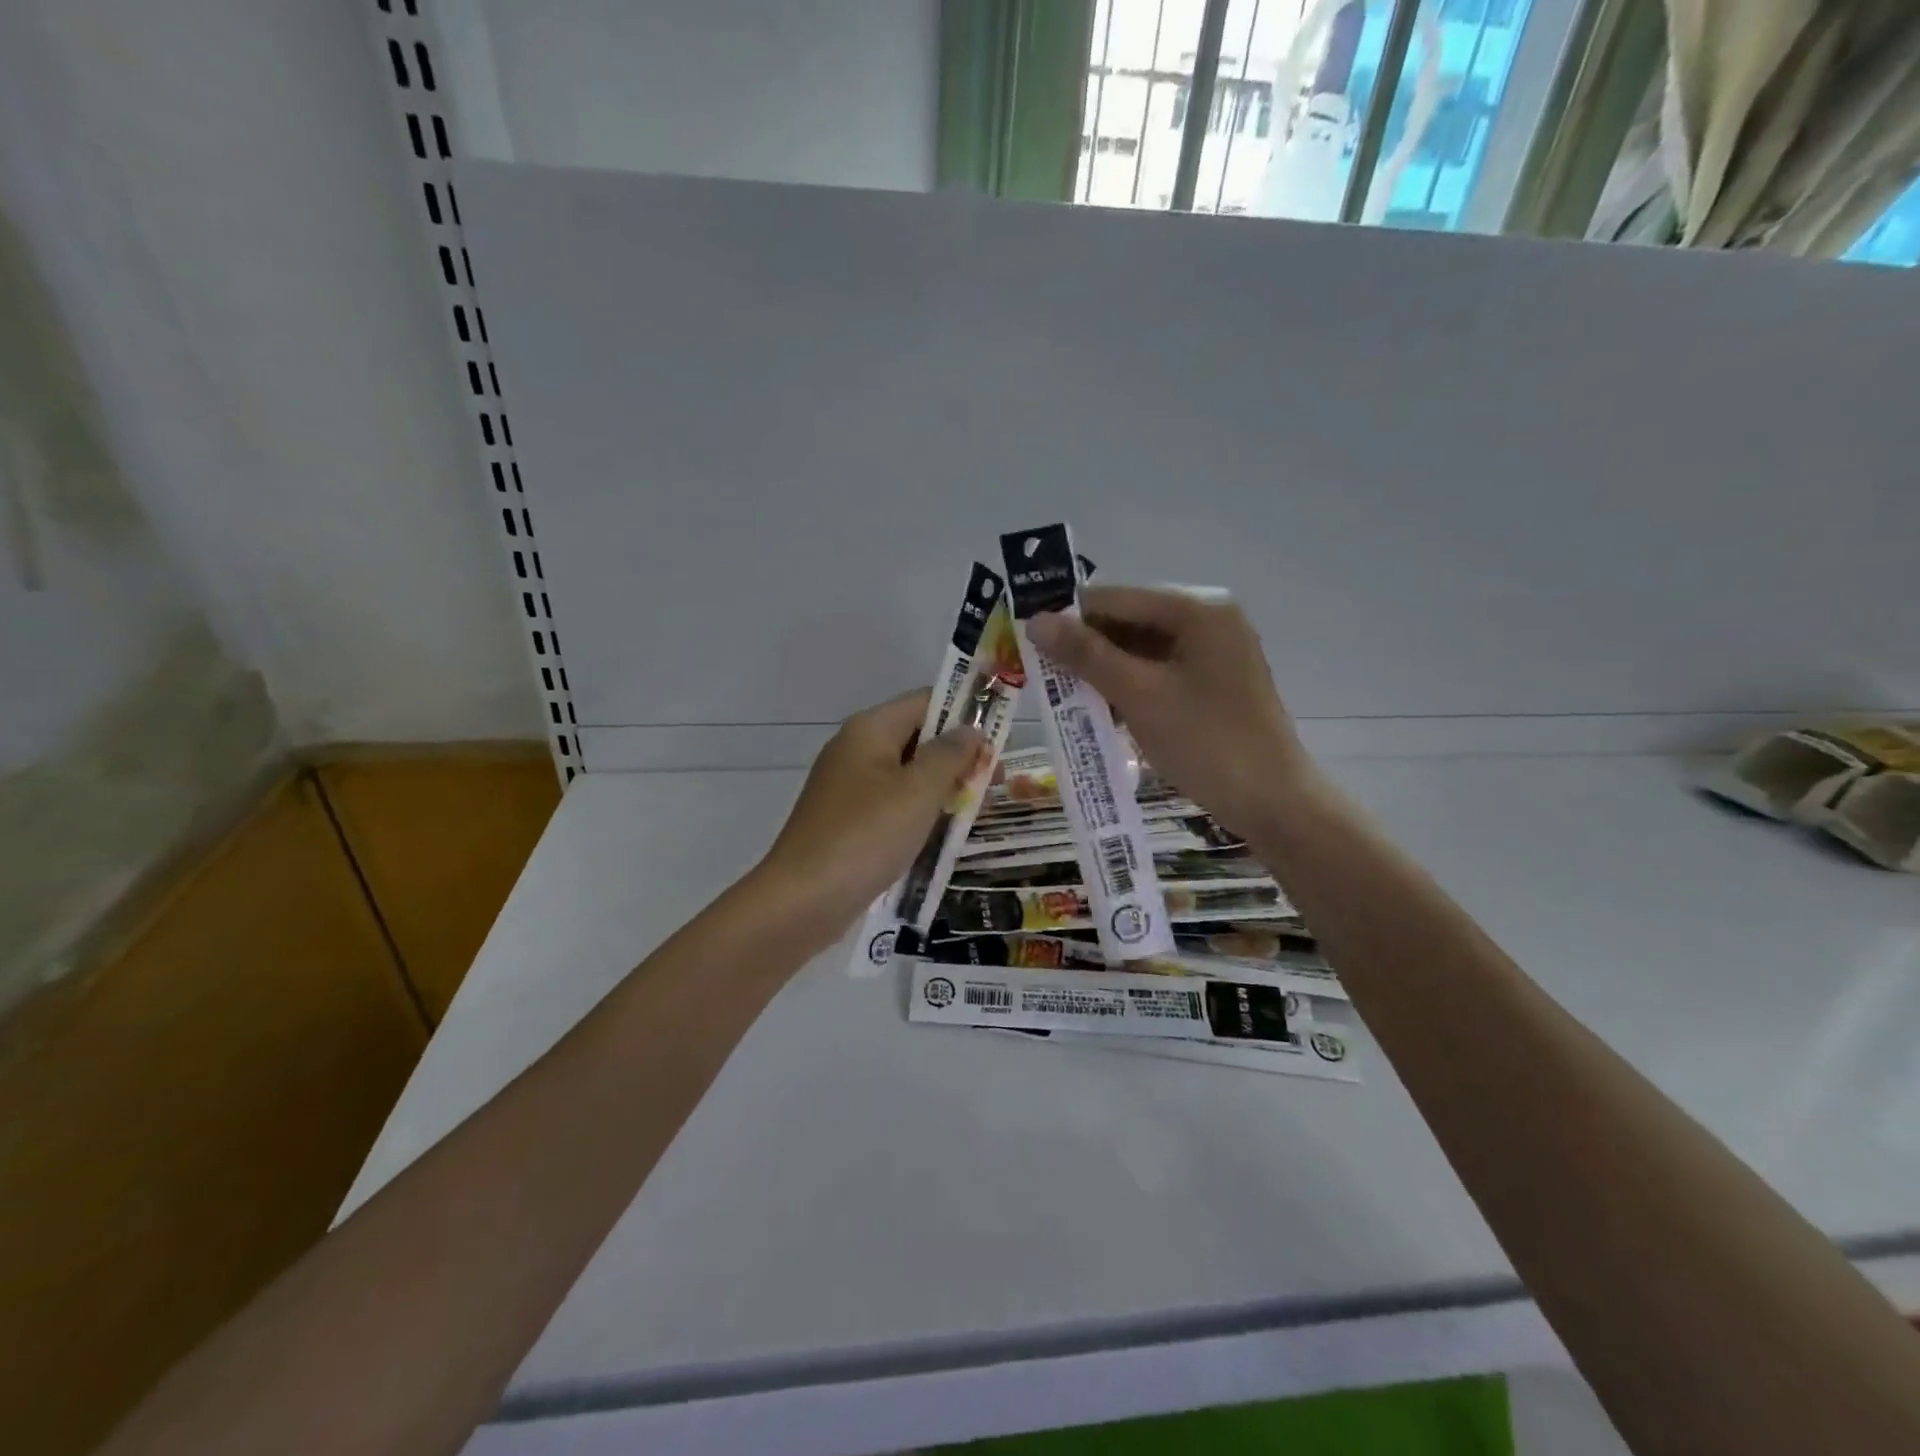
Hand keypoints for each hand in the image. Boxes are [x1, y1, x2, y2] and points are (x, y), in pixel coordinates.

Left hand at [757, 689, 986, 934]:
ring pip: (907, 775)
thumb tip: (970, 730)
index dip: (965, 714)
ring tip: (976, 810)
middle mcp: (855, 749)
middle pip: (917, 738)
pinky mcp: (847, 821)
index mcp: (870, 729)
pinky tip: (942, 834)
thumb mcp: (919, 790)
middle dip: (958, 756)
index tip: (1000, 741)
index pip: (926, 701)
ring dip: (942, 787)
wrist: (803, 899)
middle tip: (996, 782)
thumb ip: (950, 755)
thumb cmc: (867, 835)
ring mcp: (848, 787)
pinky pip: (892, 804)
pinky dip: (919, 812)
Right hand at [1026, 587, 1313, 835]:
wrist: (1273, 801)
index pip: (1115, 598)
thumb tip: (1036, 621)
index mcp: (1197, 610)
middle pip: (1128, 621)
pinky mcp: (1212, 682)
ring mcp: (1213, 652)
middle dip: (1085, 647)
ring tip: (1062, 695)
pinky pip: (1157, 672)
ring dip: (1103, 671)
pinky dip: (1128, 687)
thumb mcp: (1140, 695)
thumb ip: (1087, 655)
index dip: (1068, 617)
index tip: (1025, 640)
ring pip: (1140, 649)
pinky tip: (1100, 710)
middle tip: (1041, 674)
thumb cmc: (1207, 743)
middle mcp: (1208, 619)